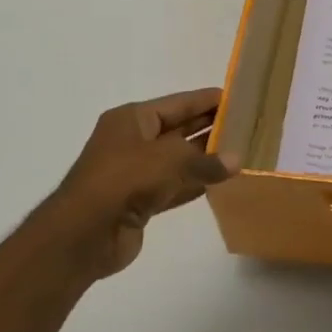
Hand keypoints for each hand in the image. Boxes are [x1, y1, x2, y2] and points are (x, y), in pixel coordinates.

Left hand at [31, 88, 237, 280]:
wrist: (84, 233)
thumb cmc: (124, 180)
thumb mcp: (170, 161)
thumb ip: (206, 160)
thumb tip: (237, 160)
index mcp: (132, 119)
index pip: (177, 103)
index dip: (206, 100)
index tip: (238, 98)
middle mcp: (133, 141)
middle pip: (179, 129)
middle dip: (210, 128)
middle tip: (247, 125)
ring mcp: (136, 172)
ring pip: (179, 160)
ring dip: (206, 159)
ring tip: (242, 153)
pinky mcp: (141, 201)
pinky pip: (175, 186)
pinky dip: (196, 184)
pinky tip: (222, 183)